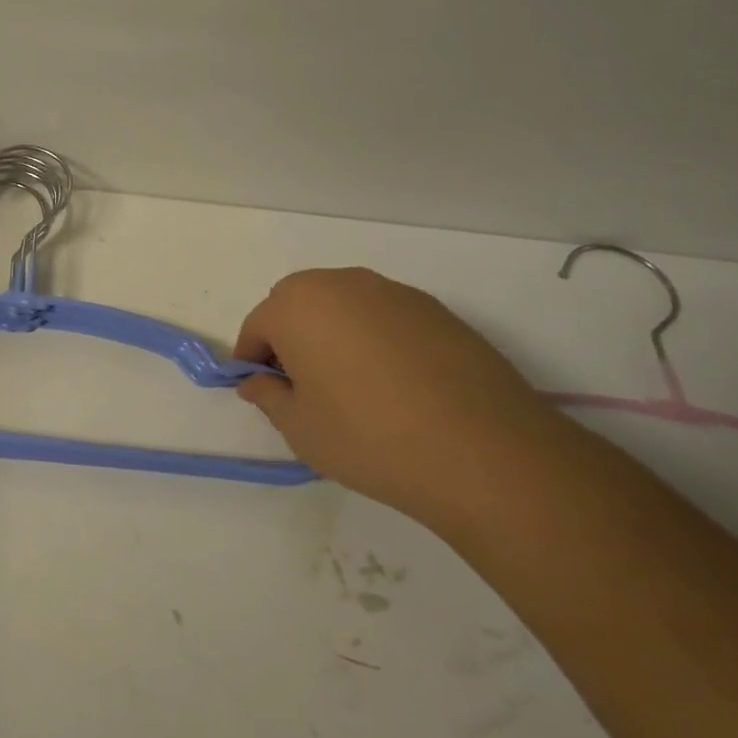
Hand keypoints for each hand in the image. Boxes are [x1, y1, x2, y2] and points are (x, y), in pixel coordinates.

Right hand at [234, 268, 554, 522]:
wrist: (484, 452)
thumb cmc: (369, 437)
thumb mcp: (300, 429)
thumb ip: (269, 397)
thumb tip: (258, 382)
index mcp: (297, 306)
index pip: (258, 326)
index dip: (254, 360)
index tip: (264, 392)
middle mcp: (340, 284)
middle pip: (298, 304)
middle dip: (291, 337)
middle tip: (305, 387)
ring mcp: (392, 292)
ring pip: (343, 306)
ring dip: (334, 333)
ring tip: (354, 386)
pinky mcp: (435, 309)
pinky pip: (384, 316)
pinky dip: (376, 338)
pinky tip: (396, 383)